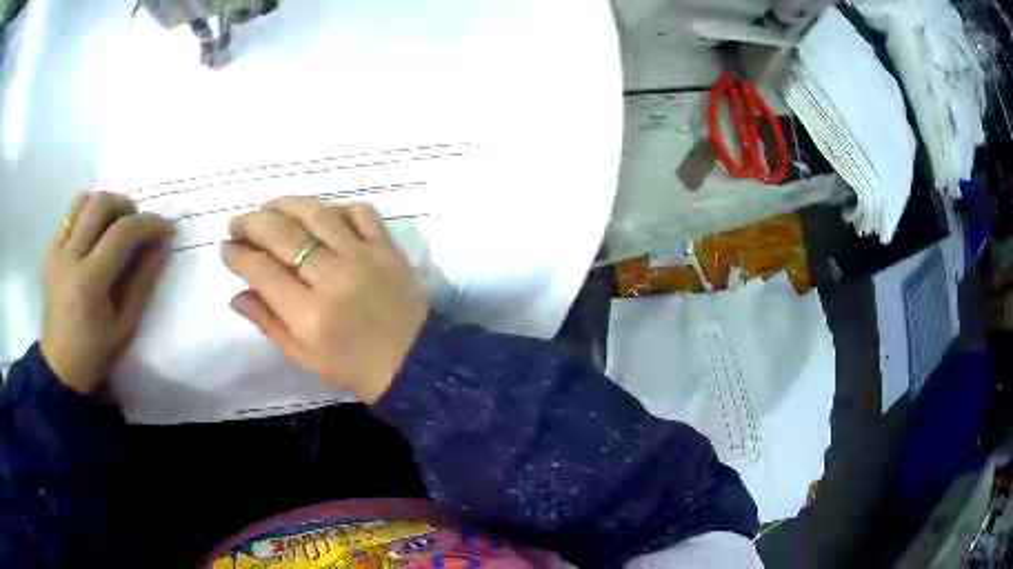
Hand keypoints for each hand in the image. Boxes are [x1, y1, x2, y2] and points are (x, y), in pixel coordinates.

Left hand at [40, 192, 173, 394]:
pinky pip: (70, 214)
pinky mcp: (49, 251)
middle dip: (126, 205)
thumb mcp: (125, 327)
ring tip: (115, 222)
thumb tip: (162, 246)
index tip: (166, 228)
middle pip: (100, 204)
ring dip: (105, 204)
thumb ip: (143, 283)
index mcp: (88, 283)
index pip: (122, 233)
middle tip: (138, 222)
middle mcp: (69, 257)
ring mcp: (55, 251)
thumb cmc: (95, 355)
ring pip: (83, 200)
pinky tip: (94, 234)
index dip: (149, 224)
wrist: (60, 369)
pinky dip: (87, 214)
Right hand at [221, 198, 427, 403]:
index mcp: (308, 314)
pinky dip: (336, 208)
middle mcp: (332, 277)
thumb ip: (268, 323)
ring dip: (286, 205)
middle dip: (252, 223)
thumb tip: (236, 295)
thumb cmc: (353, 368)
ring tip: (268, 207)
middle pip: (282, 234)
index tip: (226, 248)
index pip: (261, 270)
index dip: (238, 255)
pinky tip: (321, 215)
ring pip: (317, 213)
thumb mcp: (304, 357)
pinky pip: (359, 212)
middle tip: (238, 223)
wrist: (413, 363)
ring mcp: (363, 256)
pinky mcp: (387, 246)